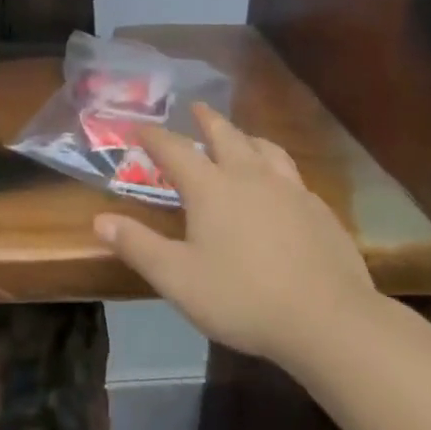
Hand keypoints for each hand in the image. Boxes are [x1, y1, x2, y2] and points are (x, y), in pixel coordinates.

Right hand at [93, 103, 377, 369]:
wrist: (330, 321)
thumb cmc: (243, 297)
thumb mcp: (177, 278)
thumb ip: (137, 246)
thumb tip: (100, 220)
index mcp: (210, 187)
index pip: (174, 149)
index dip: (154, 136)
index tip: (140, 126)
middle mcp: (249, 176)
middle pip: (225, 135)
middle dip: (206, 120)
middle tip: (197, 108)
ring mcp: (290, 190)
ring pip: (265, 149)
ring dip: (246, 137)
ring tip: (241, 138)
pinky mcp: (320, 211)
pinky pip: (293, 176)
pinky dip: (277, 168)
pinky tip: (281, 186)